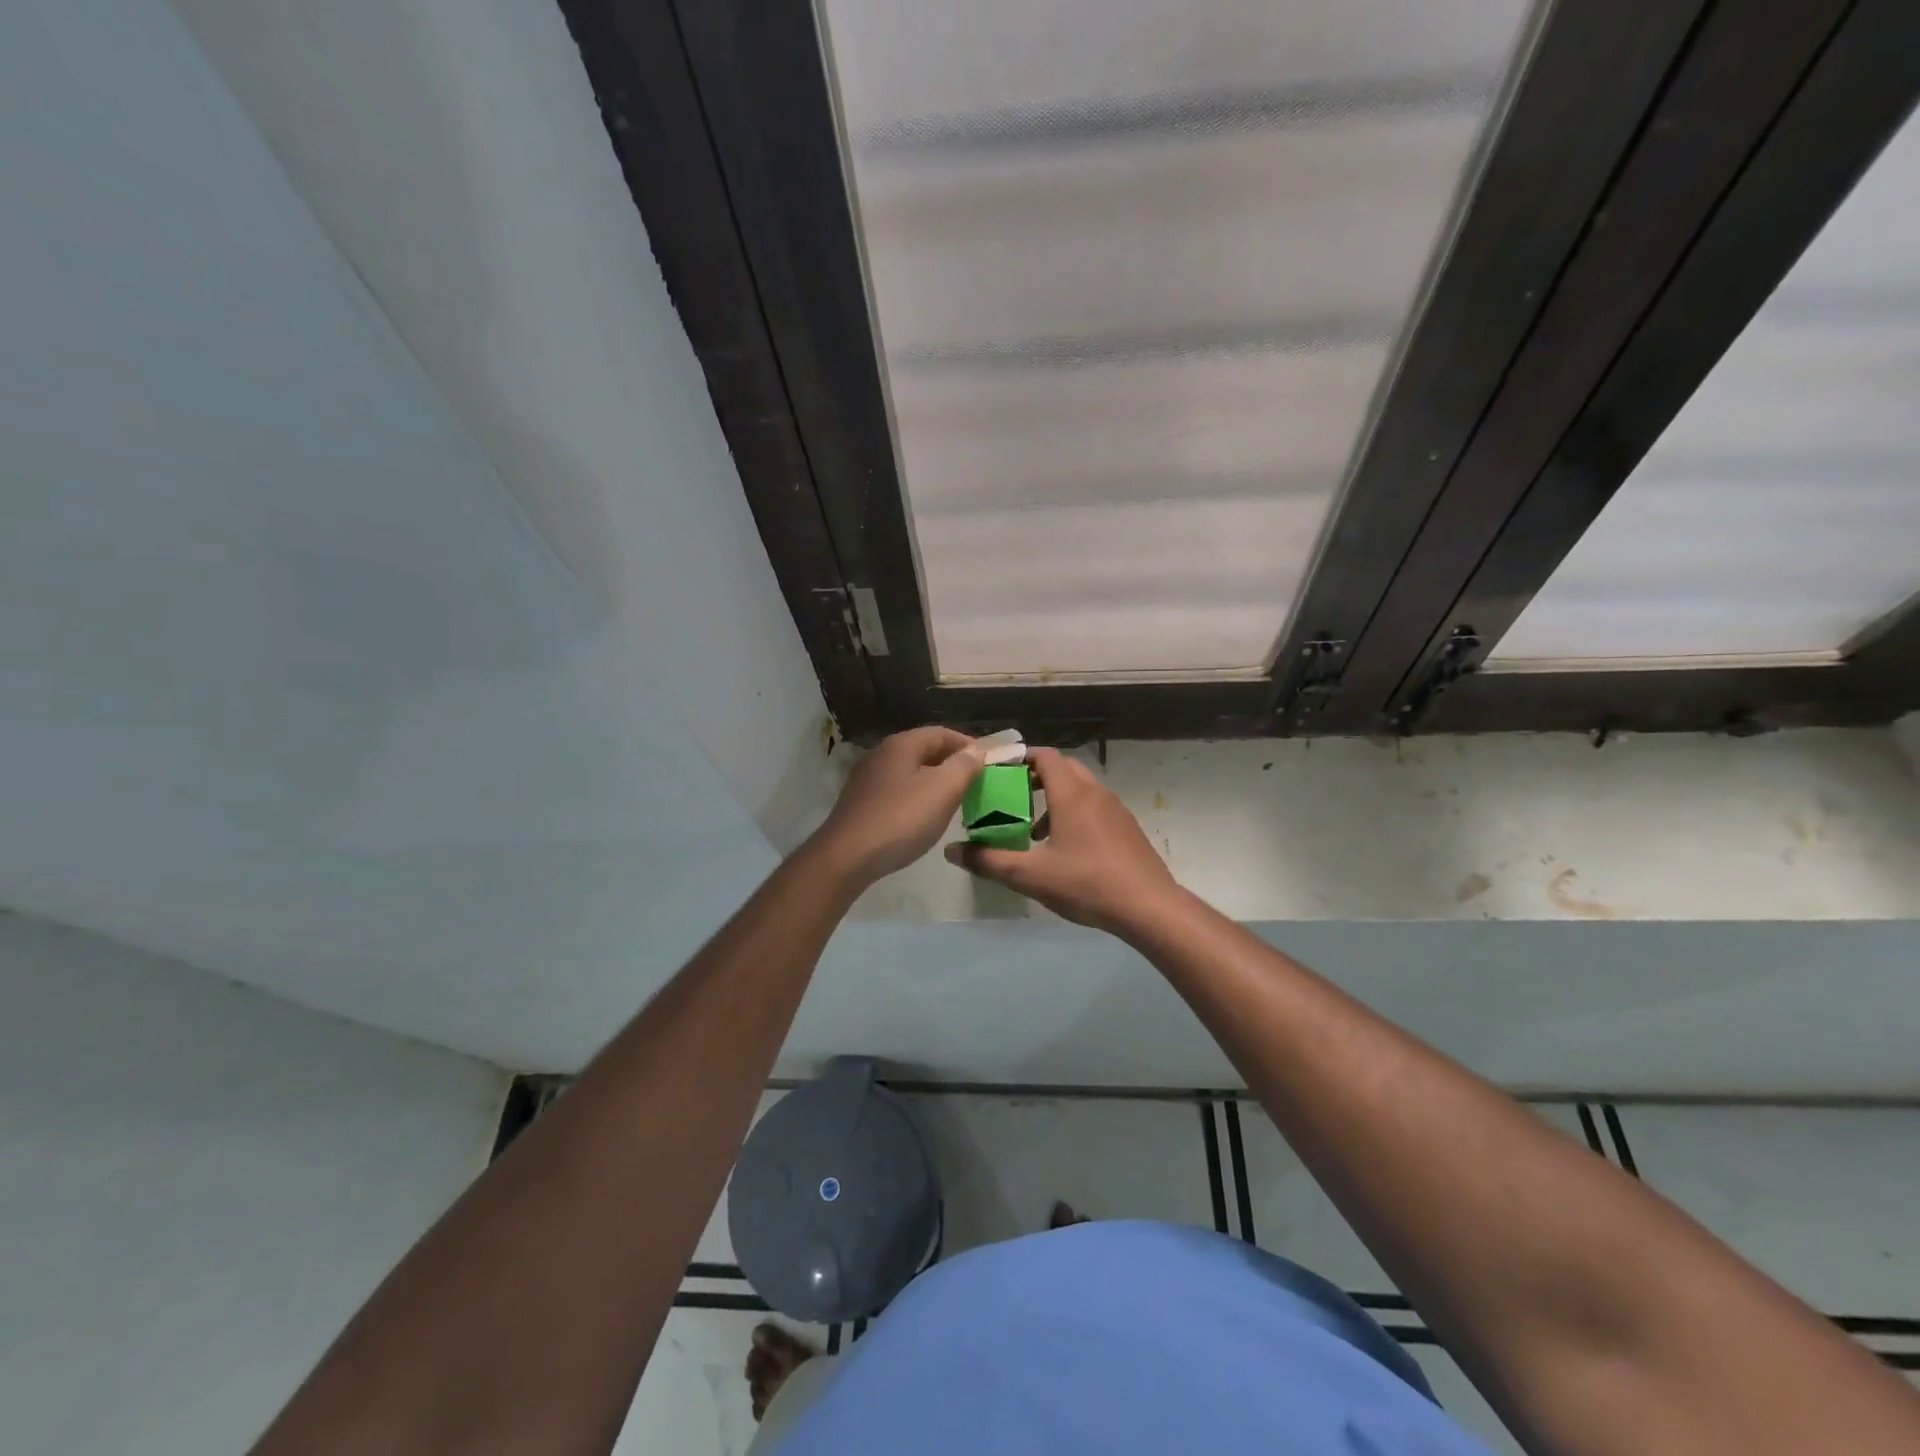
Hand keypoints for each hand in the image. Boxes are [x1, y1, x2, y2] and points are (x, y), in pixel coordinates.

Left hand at [810, 726, 985, 886]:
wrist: (847, 857)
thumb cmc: (901, 819)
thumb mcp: (942, 791)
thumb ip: (964, 767)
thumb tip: (976, 752)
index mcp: (901, 744)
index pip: (941, 733)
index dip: (968, 744)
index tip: (988, 762)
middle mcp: (881, 754)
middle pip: (924, 750)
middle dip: (951, 762)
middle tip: (975, 781)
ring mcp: (867, 778)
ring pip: (910, 771)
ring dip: (934, 780)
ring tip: (955, 799)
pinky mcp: (860, 802)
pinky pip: (897, 790)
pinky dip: (916, 795)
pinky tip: (924, 815)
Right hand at [944, 748, 1177, 933]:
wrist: (1148, 906)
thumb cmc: (1086, 883)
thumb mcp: (1029, 876)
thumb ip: (988, 861)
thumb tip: (951, 850)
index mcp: (1071, 794)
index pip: (1045, 756)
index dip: (1021, 757)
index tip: (1000, 770)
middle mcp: (1095, 792)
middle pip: (1063, 769)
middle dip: (1036, 777)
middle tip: (1013, 797)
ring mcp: (1116, 810)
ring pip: (1081, 789)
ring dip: (1056, 799)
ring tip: (1035, 830)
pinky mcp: (1128, 828)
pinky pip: (1096, 808)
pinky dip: (1076, 814)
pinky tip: (1067, 850)